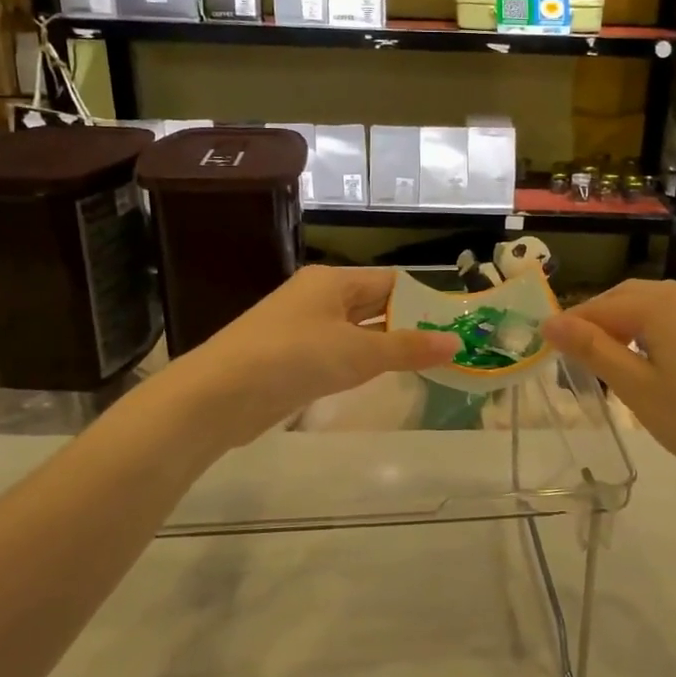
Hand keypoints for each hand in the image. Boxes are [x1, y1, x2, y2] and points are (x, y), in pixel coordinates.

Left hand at [157, 266, 457, 449]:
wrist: (219, 395)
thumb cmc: (294, 358)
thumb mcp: (359, 352)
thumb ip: (408, 348)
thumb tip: (456, 342)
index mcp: (332, 281)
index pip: (390, 282)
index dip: (423, 300)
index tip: (454, 323)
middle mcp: (317, 297)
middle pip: (372, 305)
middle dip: (407, 325)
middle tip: (449, 348)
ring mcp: (300, 328)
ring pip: (354, 332)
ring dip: (385, 347)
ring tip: (425, 365)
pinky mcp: (288, 359)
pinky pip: (334, 354)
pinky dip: (358, 364)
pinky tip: (377, 379)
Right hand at [542, 279, 675, 493]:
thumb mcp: (636, 388)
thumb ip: (592, 349)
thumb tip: (550, 323)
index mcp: (662, 306)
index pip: (603, 306)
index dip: (572, 323)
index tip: (547, 343)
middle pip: (631, 296)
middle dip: (599, 317)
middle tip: (576, 351)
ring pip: (659, 303)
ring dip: (629, 320)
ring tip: (611, 356)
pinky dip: (658, 327)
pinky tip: (655, 357)